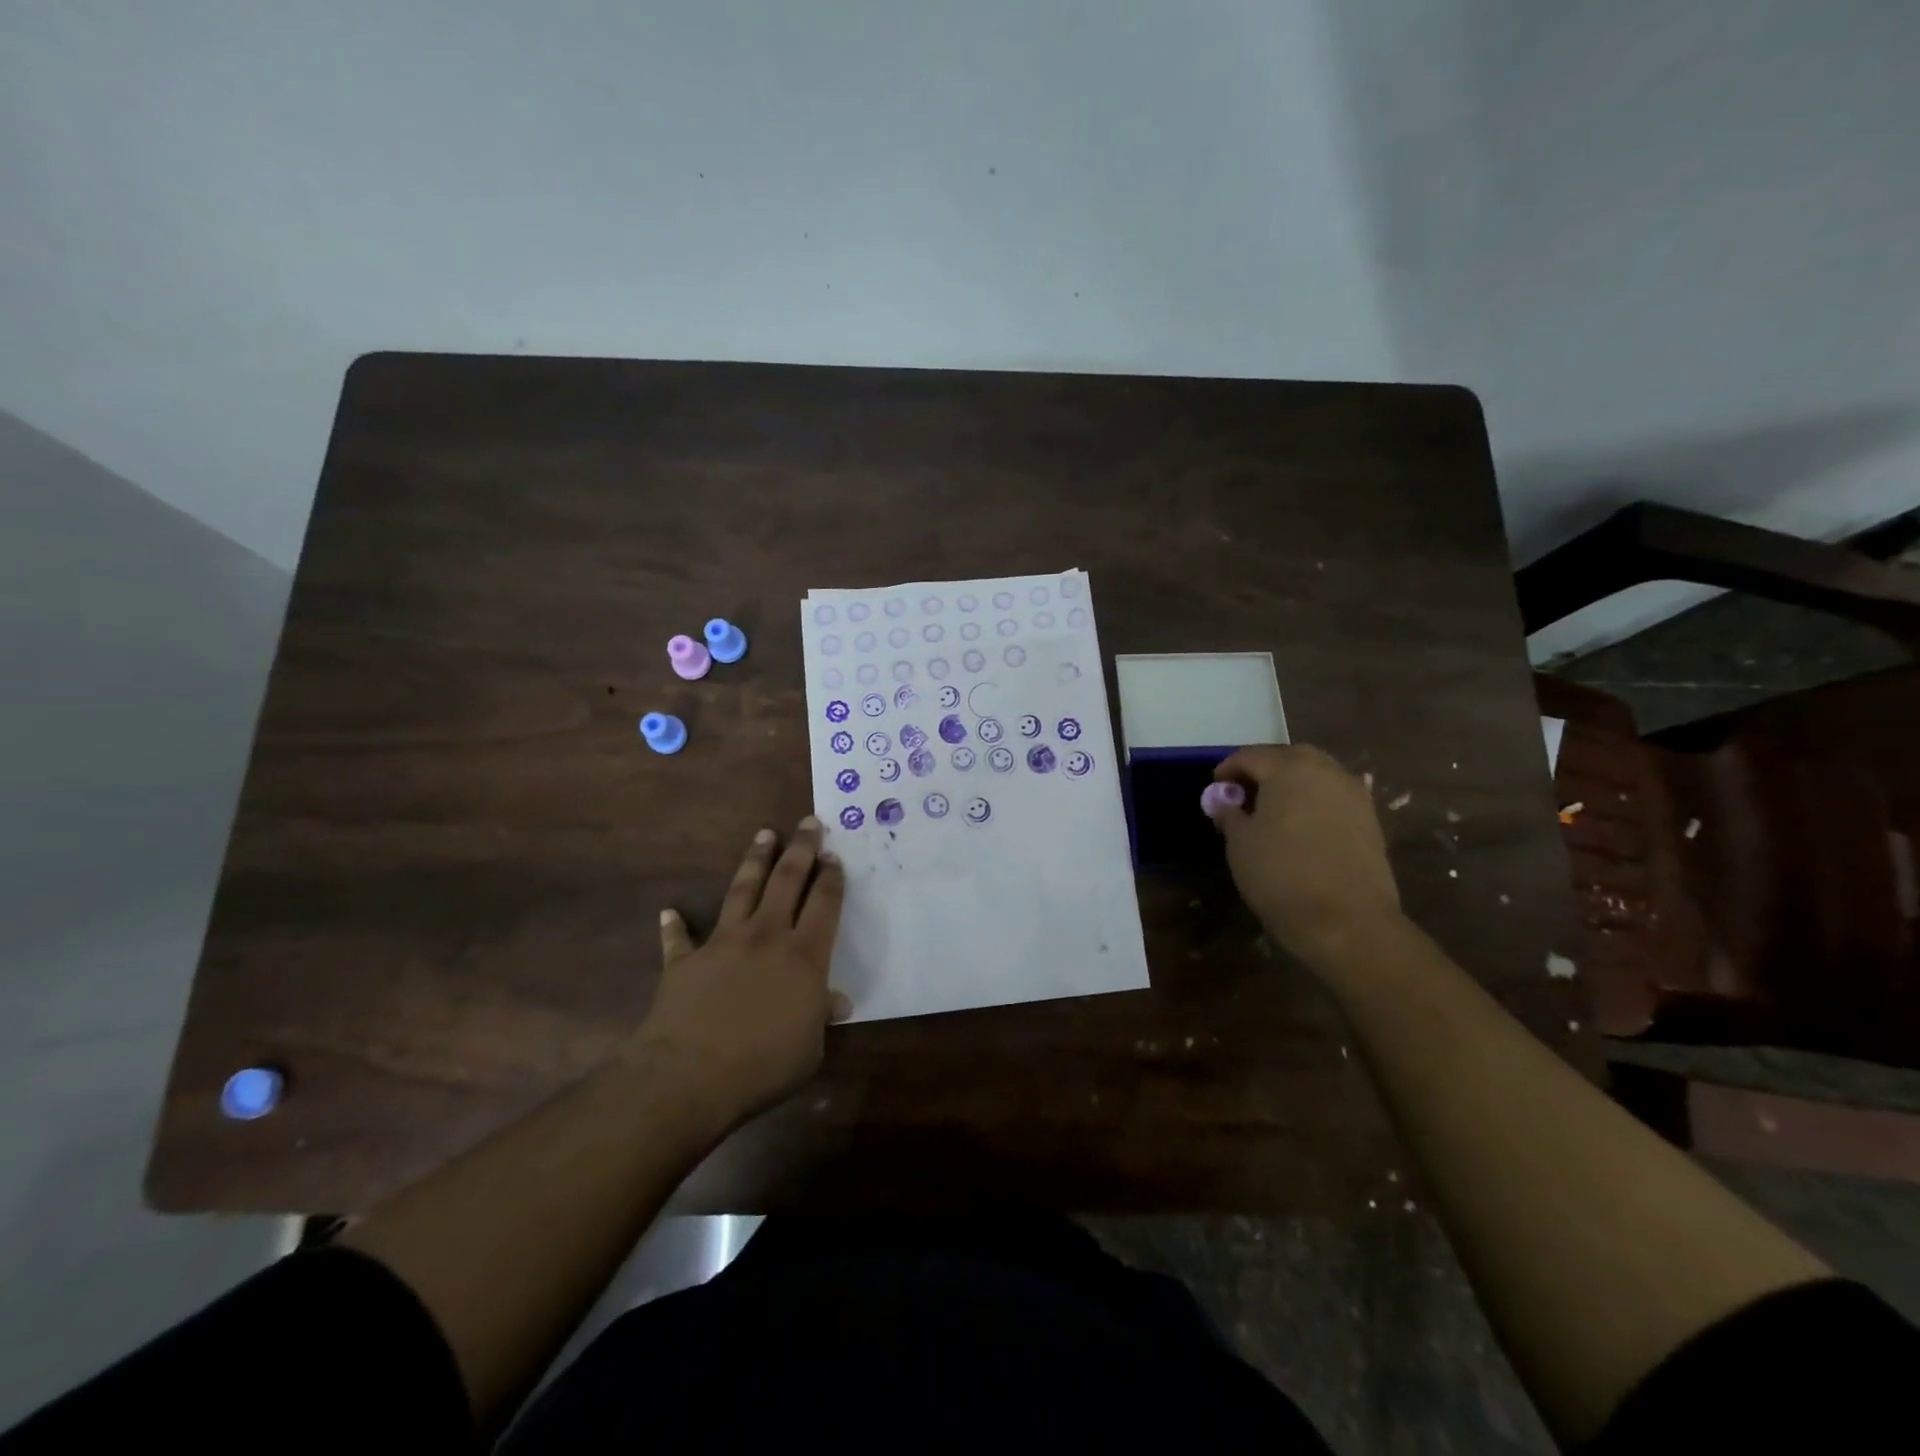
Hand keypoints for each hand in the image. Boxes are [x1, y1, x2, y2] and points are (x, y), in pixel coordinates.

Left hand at [634, 818, 849, 1130]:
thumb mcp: (809, 1048)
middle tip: (809, 823)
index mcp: (804, 955)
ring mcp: (723, 943)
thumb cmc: (763, 1065)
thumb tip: (837, 1002)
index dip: (831, 878)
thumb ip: (821, 1018)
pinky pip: (680, 938)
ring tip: (764, 835)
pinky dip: (674, 925)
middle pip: (787, 881)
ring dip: (755, 861)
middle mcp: (766, 936)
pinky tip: (669, 911)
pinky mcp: (685, 960)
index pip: (824, 904)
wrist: (690, 1076)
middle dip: (801, 849)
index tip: (834, 856)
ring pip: (742, 890)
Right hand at [1213, 745, 1402, 967]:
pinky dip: (1313, 803)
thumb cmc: (1281, 875)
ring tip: (1271, 813)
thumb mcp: (1240, 843)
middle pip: (1288, 758)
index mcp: (1290, 768)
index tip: (1214, 789)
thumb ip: (1229, 813)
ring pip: (1315, 776)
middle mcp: (1326, 771)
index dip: (1228, 770)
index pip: (1250, 756)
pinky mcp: (1370, 821)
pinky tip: (1300, 829)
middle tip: (1243, 796)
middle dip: (1263, 771)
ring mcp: (1354, 795)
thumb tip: (1223, 800)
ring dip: (1291, 785)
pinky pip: (1333, 798)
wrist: (1347, 922)